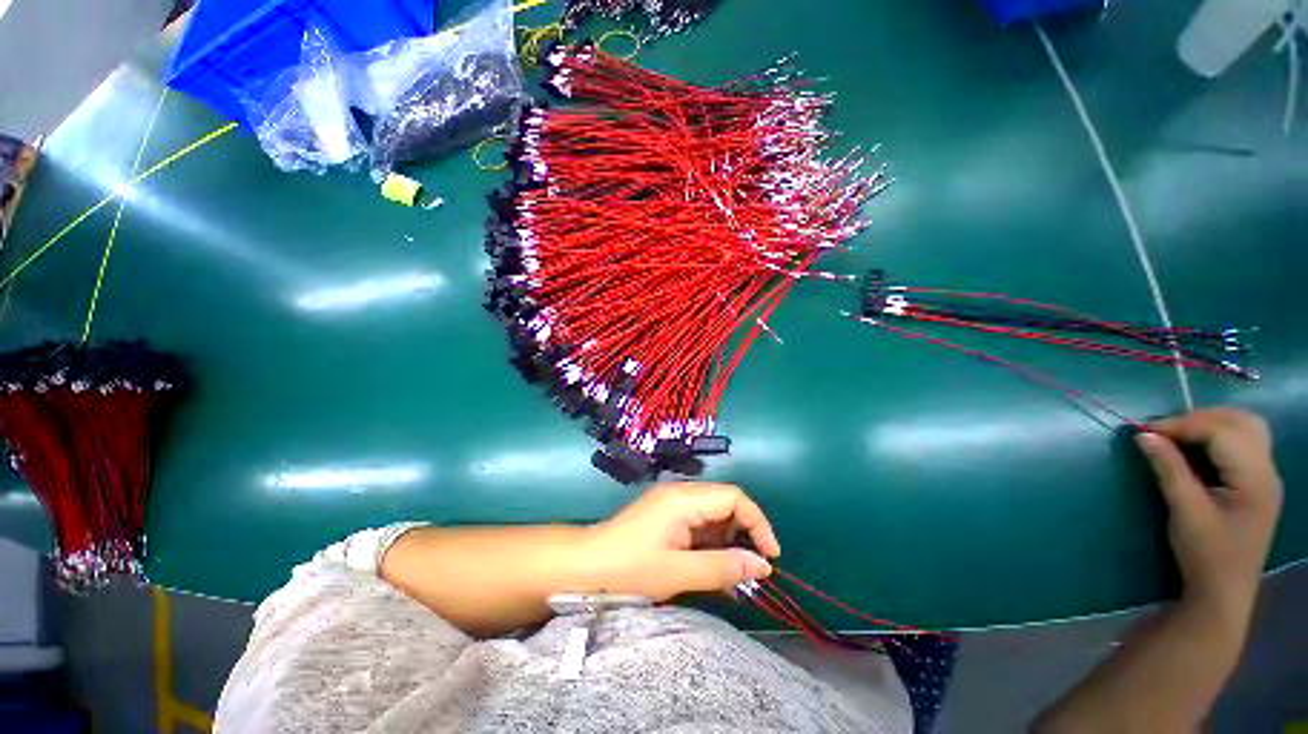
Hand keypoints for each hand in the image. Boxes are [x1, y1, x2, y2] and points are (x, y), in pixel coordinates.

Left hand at [583, 482, 780, 601]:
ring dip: (728, 543)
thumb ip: (722, 567)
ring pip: (713, 516)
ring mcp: (672, 504)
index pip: (734, 498)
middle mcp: (681, 494)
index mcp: (684, 499)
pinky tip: (712, 570)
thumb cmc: (629, 568)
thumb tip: (763, 566)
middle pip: (726, 504)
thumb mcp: (678, 572)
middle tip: (751, 570)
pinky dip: (711, 546)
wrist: (585, 566)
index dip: (758, 523)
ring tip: (733, 576)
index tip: (770, 556)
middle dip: (744, 534)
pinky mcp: (666, 517)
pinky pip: (698, 525)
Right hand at [1136, 408, 1282, 618]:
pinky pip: (1242, 443)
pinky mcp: (1257, 482)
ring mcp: (1265, 476)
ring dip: (1210, 424)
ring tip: (1178, 437)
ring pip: (1245, 428)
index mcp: (1255, 479)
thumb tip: (1144, 436)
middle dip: (1200, 418)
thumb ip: (1169, 469)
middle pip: (1241, 422)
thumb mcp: (1185, 512)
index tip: (1145, 432)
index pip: (1223, 432)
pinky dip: (1217, 437)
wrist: (1224, 592)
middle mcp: (1267, 470)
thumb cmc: (1205, 554)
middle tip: (1164, 431)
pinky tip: (1196, 450)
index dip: (1184, 425)